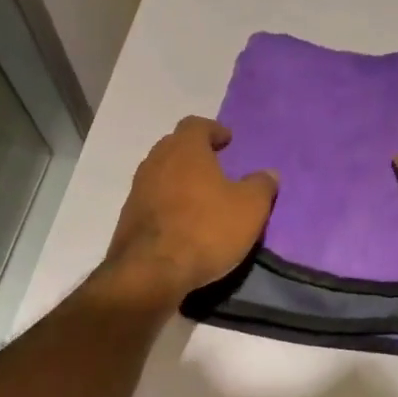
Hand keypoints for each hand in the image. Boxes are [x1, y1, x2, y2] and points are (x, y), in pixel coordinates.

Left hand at [97, 117, 277, 311]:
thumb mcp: (250, 208)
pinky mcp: (128, 217)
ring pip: (162, 173)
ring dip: (180, 179)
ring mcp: (138, 189)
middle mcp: (156, 161)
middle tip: (216, 166)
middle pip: (175, 146)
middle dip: (195, 153)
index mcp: (185, 149)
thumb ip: (261, 186)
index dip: (213, 130)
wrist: (151, 272)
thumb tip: (268, 174)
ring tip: (202, 196)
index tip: (227, 141)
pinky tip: (184, 221)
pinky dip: (169, 202)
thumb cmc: (206, 229)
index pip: (196, 125)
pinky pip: (153, 199)